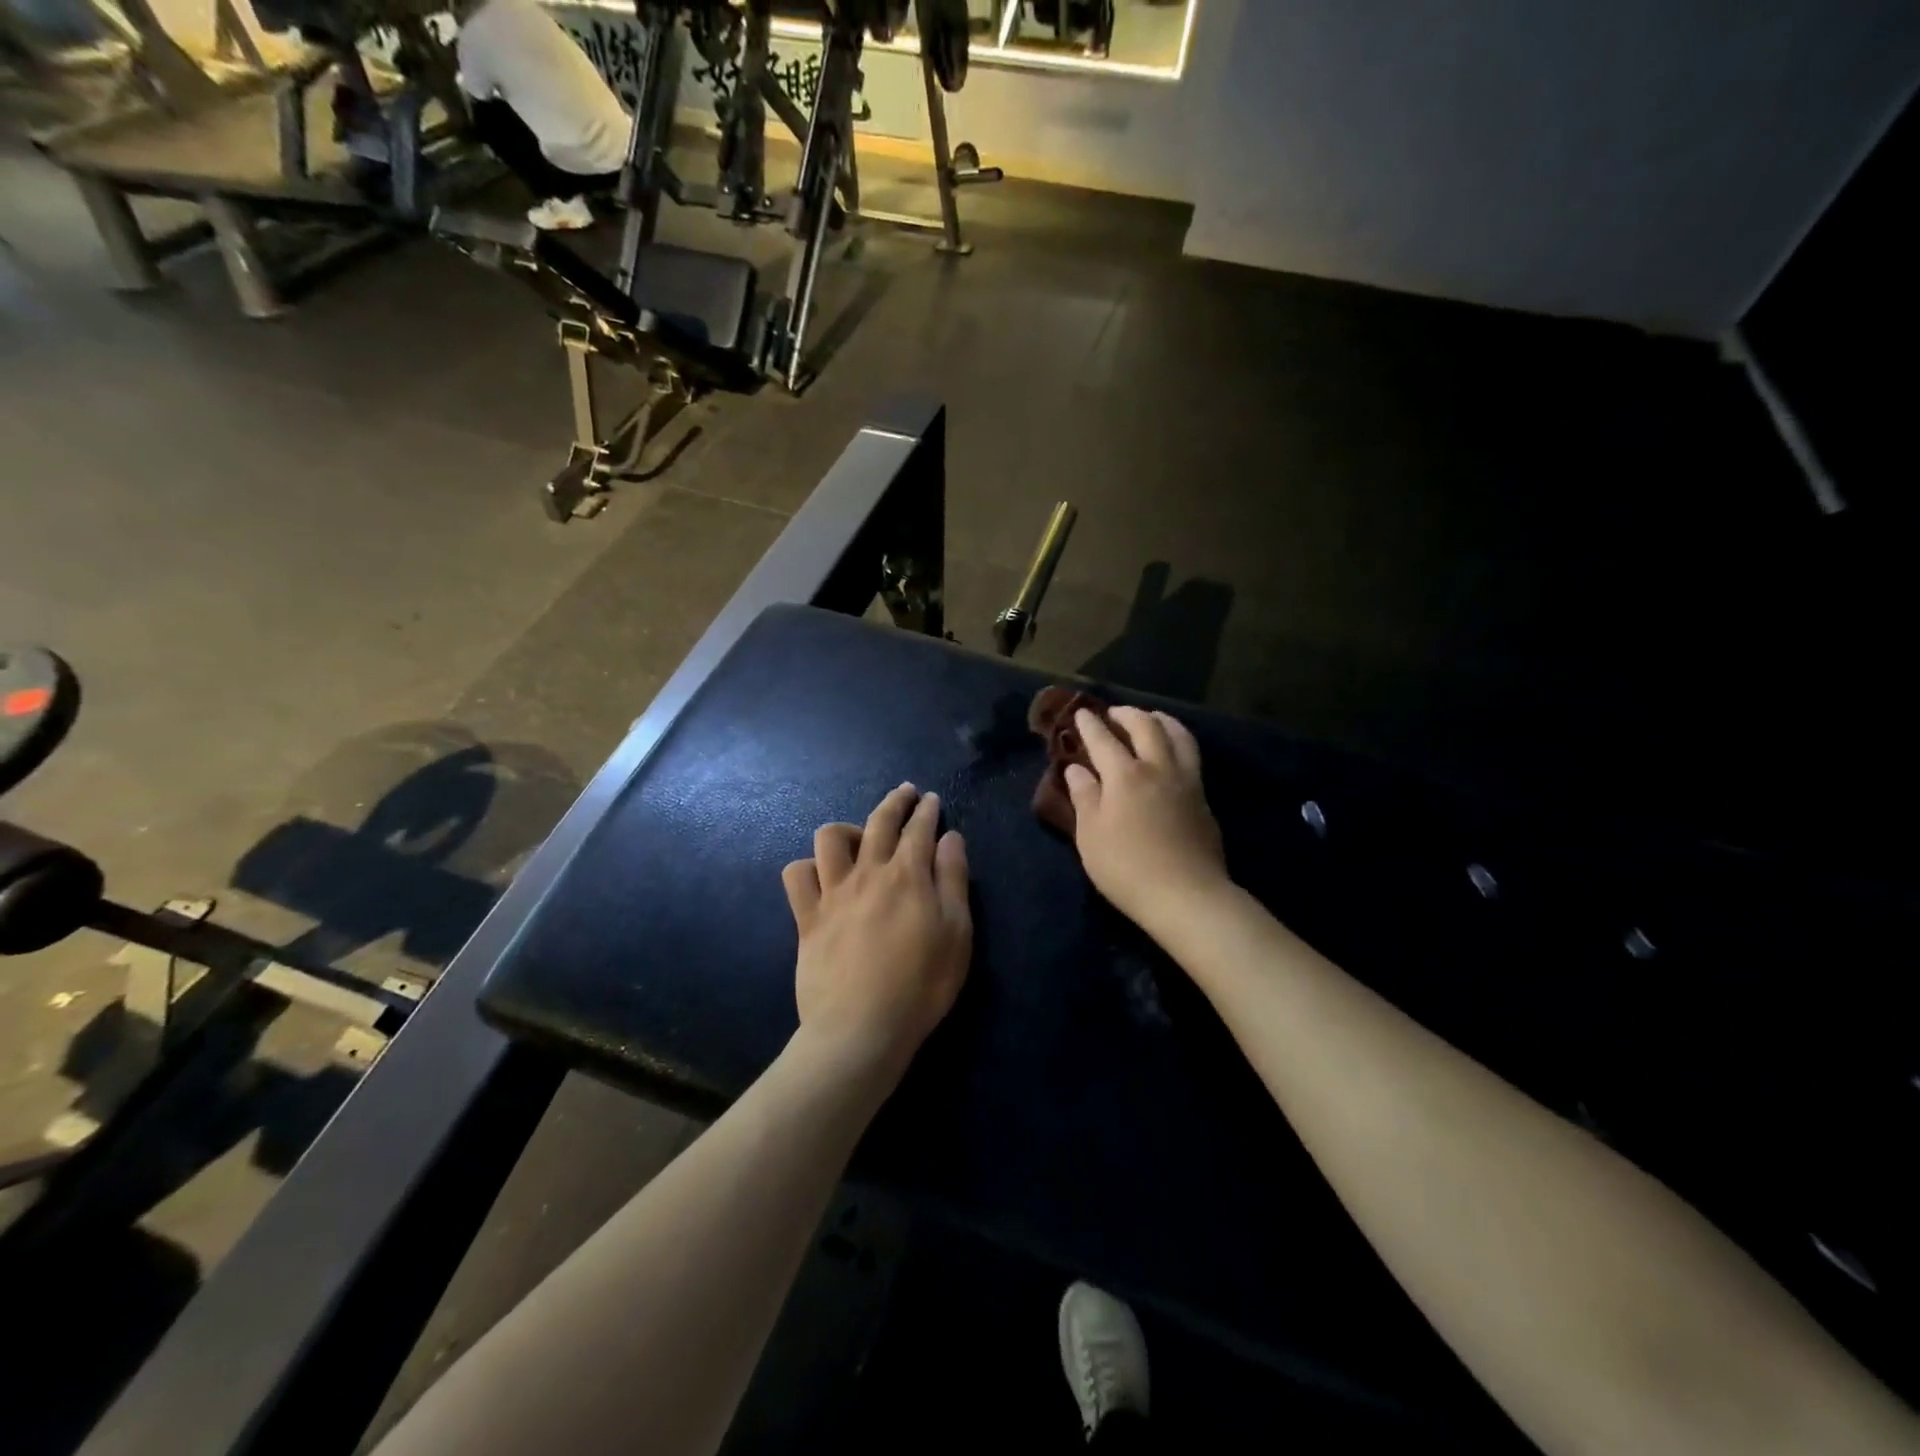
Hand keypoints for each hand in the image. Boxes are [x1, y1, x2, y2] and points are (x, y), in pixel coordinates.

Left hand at [782, 785, 971, 1078]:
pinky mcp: (807, 918)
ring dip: (848, 829)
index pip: (919, 828)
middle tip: (905, 792)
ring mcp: (833, 893)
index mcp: (908, 875)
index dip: (926, 810)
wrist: (861, 1028)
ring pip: (830, 837)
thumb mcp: (957, 933)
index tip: (930, 798)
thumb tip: (950, 838)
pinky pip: (796, 875)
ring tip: (859, 837)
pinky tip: (821, 875)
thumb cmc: (922, 985)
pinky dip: (808, 867)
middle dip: (895, 801)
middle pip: (879, 821)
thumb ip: (953, 880)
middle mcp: (868, 873)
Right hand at [1067, 708, 1227, 934]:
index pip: (1103, 739)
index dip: (1090, 724)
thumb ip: (1084, 797)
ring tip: (1150, 719)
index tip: (1080, 713)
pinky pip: (1191, 755)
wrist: (1187, 895)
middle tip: (1114, 713)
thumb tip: (1077, 769)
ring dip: (1160, 720)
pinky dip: (1177, 741)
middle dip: (1127, 714)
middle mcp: (1158, 768)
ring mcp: (1187, 781)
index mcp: (1125, 775)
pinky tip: (1171, 752)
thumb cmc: (1127, 868)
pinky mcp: (1203, 798)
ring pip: (1178, 735)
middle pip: (1146, 726)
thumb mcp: (1091, 836)